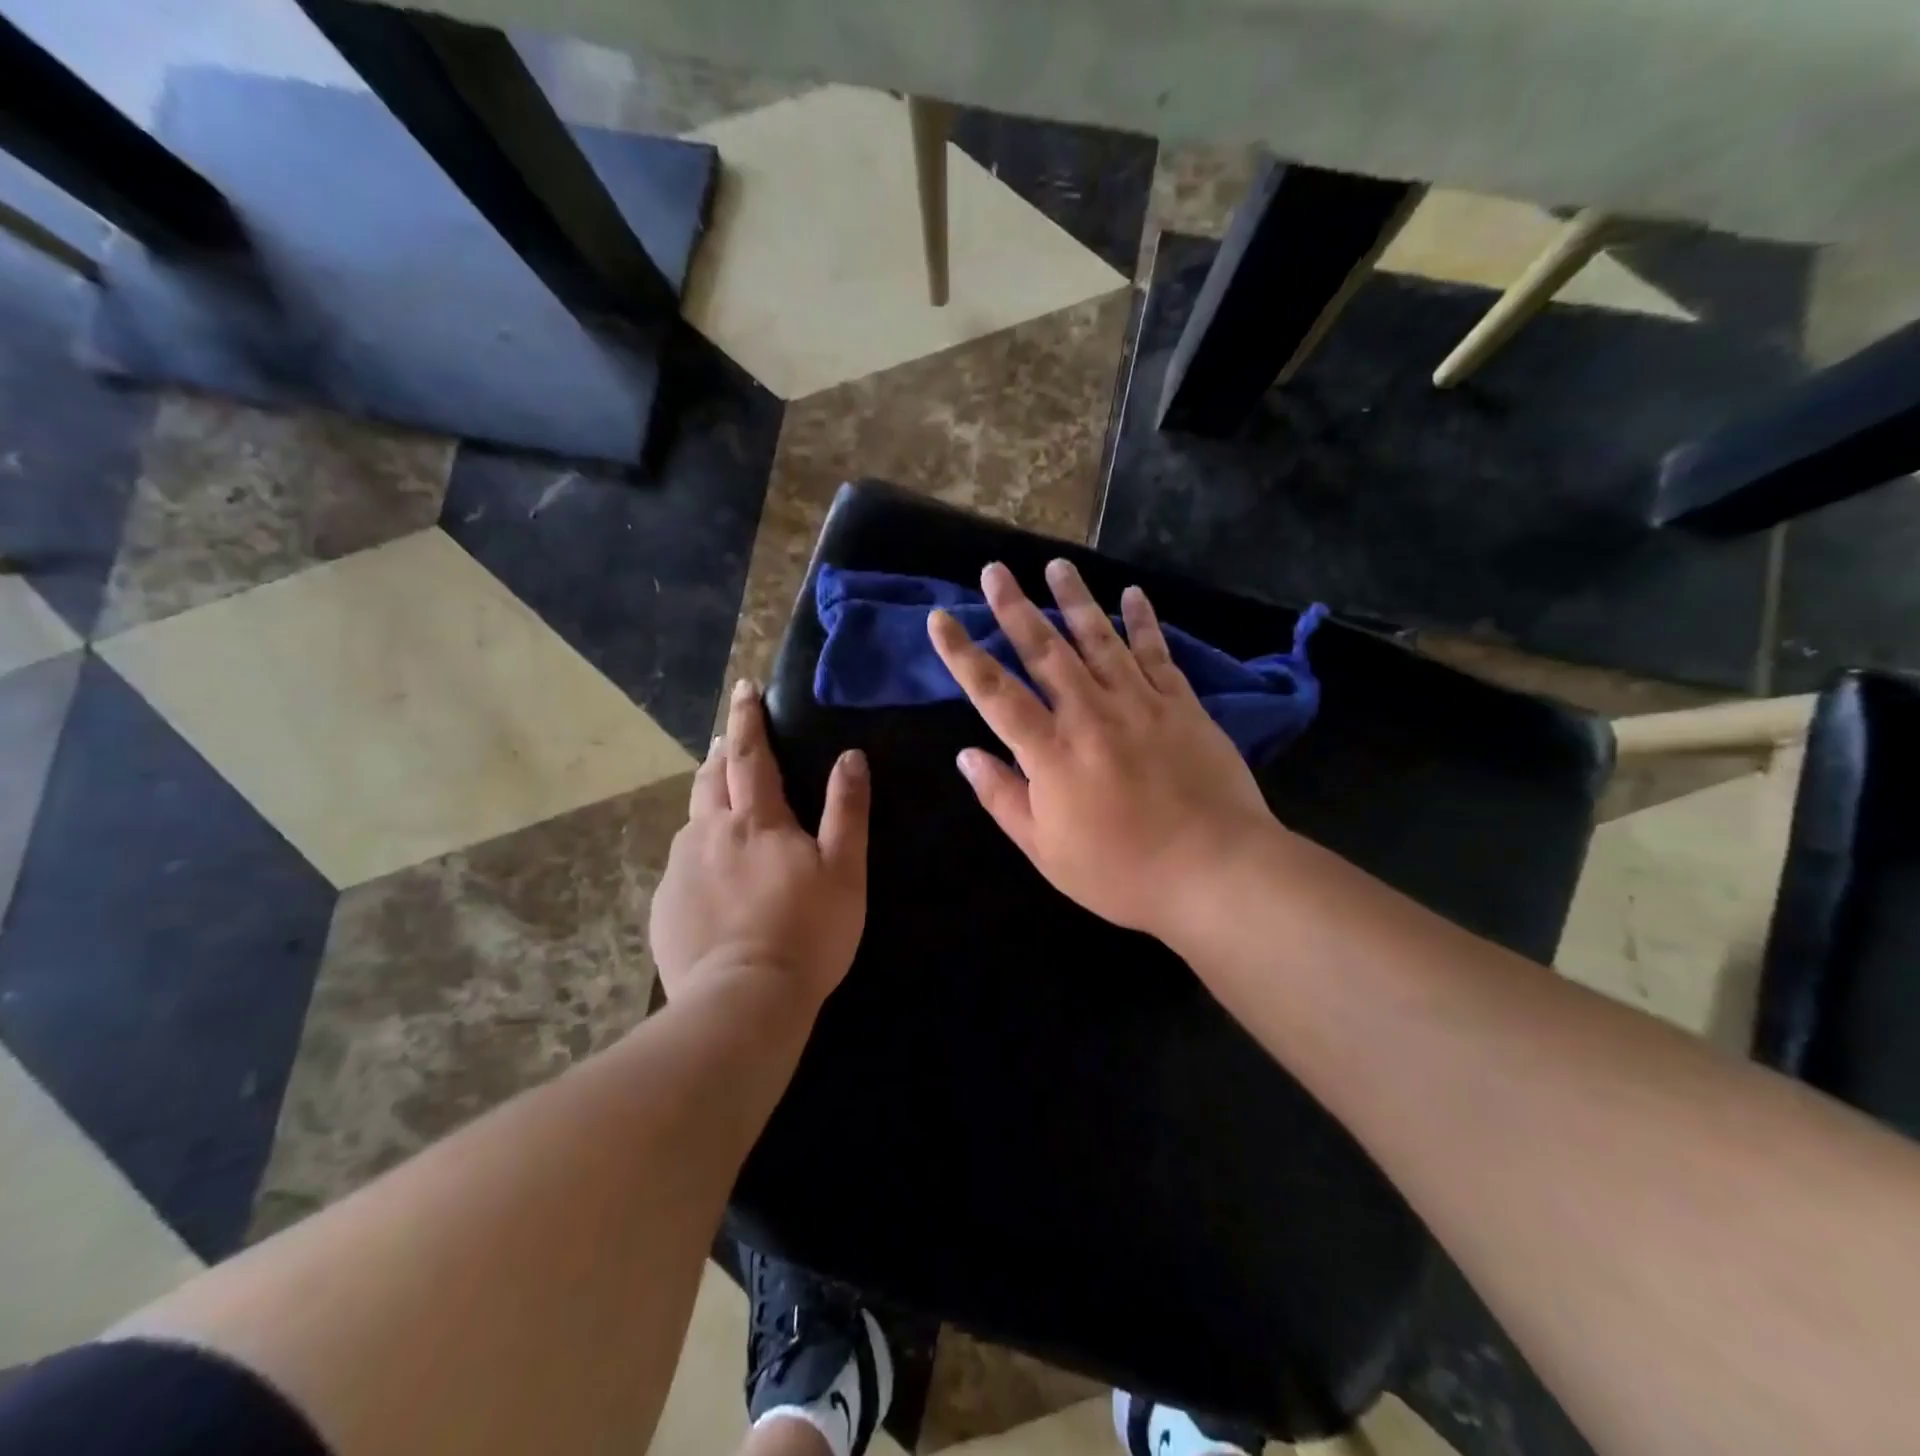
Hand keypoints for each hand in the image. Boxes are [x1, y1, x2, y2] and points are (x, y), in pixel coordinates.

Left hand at [649, 680, 869, 1011]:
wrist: (743, 1001)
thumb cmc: (806, 932)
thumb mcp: (844, 870)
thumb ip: (847, 810)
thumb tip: (851, 756)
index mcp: (757, 820)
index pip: (752, 754)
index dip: (750, 718)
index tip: (744, 688)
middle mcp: (710, 833)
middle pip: (711, 778)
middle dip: (723, 752)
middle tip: (731, 737)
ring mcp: (681, 870)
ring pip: (692, 819)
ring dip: (707, 797)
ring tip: (719, 797)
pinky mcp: (665, 905)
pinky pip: (682, 862)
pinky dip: (697, 850)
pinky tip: (709, 873)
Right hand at [928, 559, 1284, 947]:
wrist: (1214, 871)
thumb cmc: (1121, 872)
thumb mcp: (1046, 851)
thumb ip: (1003, 798)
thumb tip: (966, 755)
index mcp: (1050, 752)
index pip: (994, 692)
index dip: (963, 654)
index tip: (940, 618)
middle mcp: (1089, 714)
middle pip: (1045, 650)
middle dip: (1015, 607)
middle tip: (995, 569)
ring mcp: (1139, 703)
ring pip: (1099, 639)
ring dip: (1074, 599)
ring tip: (1056, 565)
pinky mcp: (1181, 705)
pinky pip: (1157, 653)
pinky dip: (1143, 622)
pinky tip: (1133, 594)